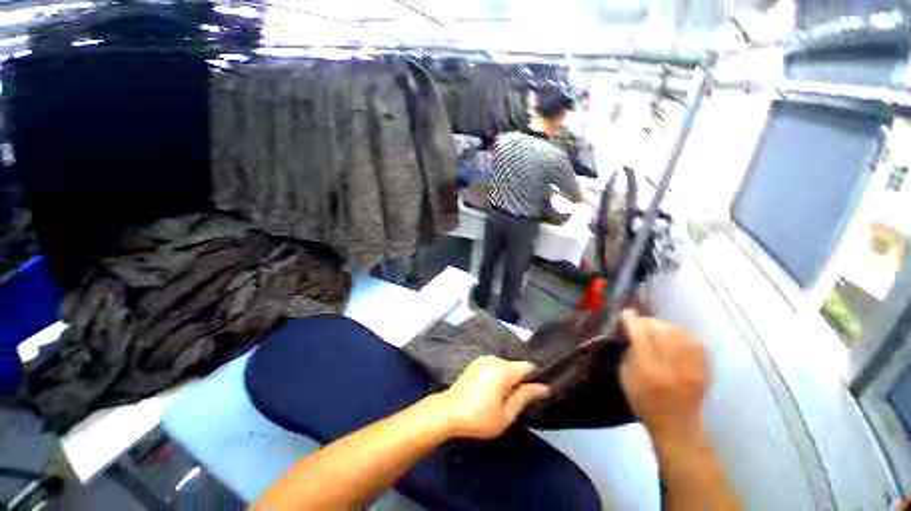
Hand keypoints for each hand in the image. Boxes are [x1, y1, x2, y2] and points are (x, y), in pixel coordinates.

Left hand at [439, 356, 550, 438]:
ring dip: (508, 378)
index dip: (536, 378)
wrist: (448, 412)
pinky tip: (490, 391)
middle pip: (516, 366)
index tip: (537, 392)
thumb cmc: (479, 417)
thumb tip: (545, 387)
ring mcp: (483, 359)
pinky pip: (493, 366)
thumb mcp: (506, 414)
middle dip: (520, 380)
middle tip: (517, 401)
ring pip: (504, 366)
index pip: (529, 366)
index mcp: (504, 369)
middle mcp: (494, 359)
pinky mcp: (475, 363)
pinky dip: (497, 376)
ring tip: (502, 397)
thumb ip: (525, 397)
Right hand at [620, 310, 708, 442]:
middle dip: (648, 322)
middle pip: (660, 329)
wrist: (677, 426)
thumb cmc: (644, 402)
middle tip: (641, 325)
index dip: (632, 320)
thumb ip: (629, 352)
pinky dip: (684, 334)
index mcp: (648, 368)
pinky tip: (676, 337)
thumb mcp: (626, 377)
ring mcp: (691, 365)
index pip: (640, 334)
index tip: (627, 313)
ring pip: (679, 331)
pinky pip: (696, 340)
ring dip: (665, 326)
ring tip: (658, 330)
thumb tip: (631, 332)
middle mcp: (672, 364)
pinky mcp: (704, 368)